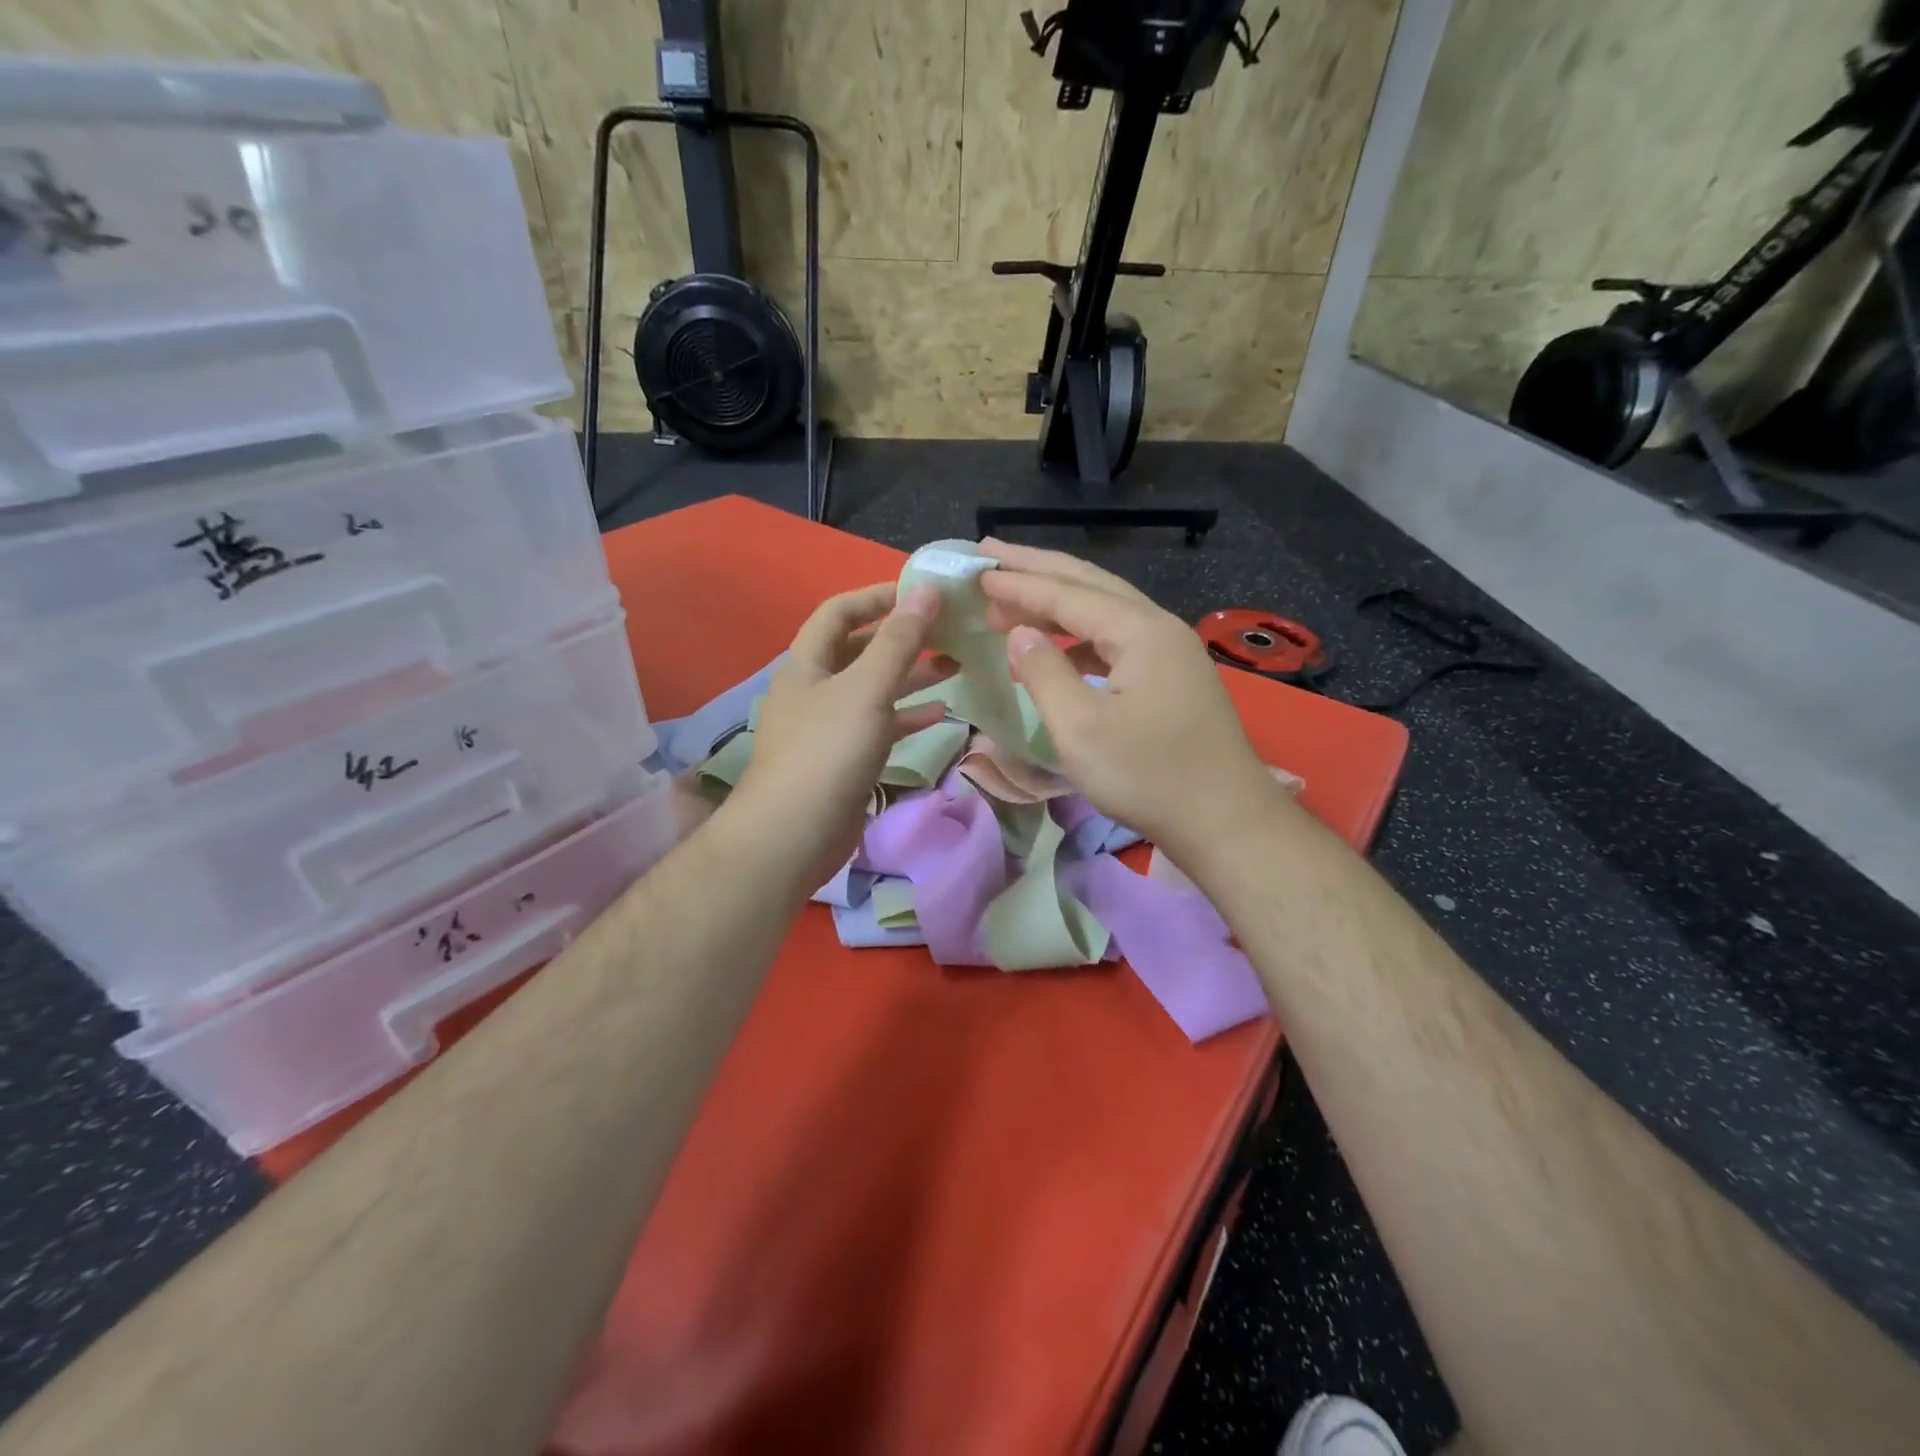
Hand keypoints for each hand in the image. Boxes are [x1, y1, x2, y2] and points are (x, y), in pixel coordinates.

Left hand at [732, 581, 948, 887]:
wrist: (795, 835)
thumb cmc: (828, 751)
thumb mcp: (866, 688)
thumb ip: (899, 640)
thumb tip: (927, 589)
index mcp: (808, 664)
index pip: (839, 612)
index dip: (877, 597)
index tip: (921, 592)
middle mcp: (816, 690)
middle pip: (861, 650)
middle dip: (903, 638)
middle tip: (949, 631)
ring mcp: (830, 727)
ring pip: (875, 689)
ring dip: (912, 676)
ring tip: (956, 665)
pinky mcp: (846, 760)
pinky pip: (881, 727)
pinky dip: (908, 717)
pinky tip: (941, 713)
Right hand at [977, 541, 1288, 859]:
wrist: (1226, 820)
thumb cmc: (1149, 776)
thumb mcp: (1082, 729)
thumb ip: (1045, 674)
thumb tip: (1019, 634)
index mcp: (1140, 631)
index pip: (1067, 594)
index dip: (1018, 583)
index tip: (976, 572)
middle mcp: (1159, 627)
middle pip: (1090, 584)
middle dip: (1038, 568)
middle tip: (990, 554)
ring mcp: (1171, 651)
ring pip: (1106, 609)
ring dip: (1058, 600)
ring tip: (1014, 598)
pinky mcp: (1173, 677)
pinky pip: (1117, 638)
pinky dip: (1080, 634)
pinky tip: (1059, 647)